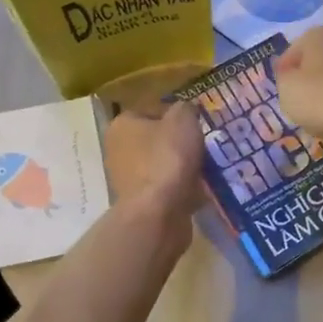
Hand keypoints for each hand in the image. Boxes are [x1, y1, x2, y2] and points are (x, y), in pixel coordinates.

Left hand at [104, 102, 203, 244]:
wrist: (158, 212)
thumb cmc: (168, 158)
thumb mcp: (183, 119)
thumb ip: (185, 109)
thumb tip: (185, 111)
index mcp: (122, 124)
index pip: (151, 110)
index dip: (176, 115)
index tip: (196, 125)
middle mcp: (117, 150)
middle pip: (155, 140)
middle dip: (178, 144)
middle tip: (202, 147)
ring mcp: (126, 179)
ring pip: (161, 165)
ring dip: (181, 167)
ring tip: (204, 169)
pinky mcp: (140, 203)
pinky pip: (166, 188)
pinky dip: (181, 188)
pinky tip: (198, 190)